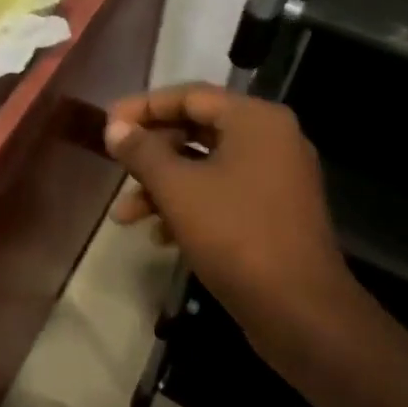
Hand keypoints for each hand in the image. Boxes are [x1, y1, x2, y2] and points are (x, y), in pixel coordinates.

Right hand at [103, 83, 375, 354]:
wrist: (300, 310)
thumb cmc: (235, 235)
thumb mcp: (177, 189)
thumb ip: (142, 151)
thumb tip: (114, 127)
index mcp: (255, 120)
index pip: (190, 96)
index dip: (143, 107)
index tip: (107, 123)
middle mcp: (271, 139)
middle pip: (197, 129)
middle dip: (150, 152)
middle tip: (114, 163)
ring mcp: (276, 177)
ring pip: (205, 166)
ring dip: (162, 186)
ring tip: (123, 215)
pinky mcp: (274, 212)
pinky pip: (222, 193)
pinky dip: (188, 206)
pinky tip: (159, 235)